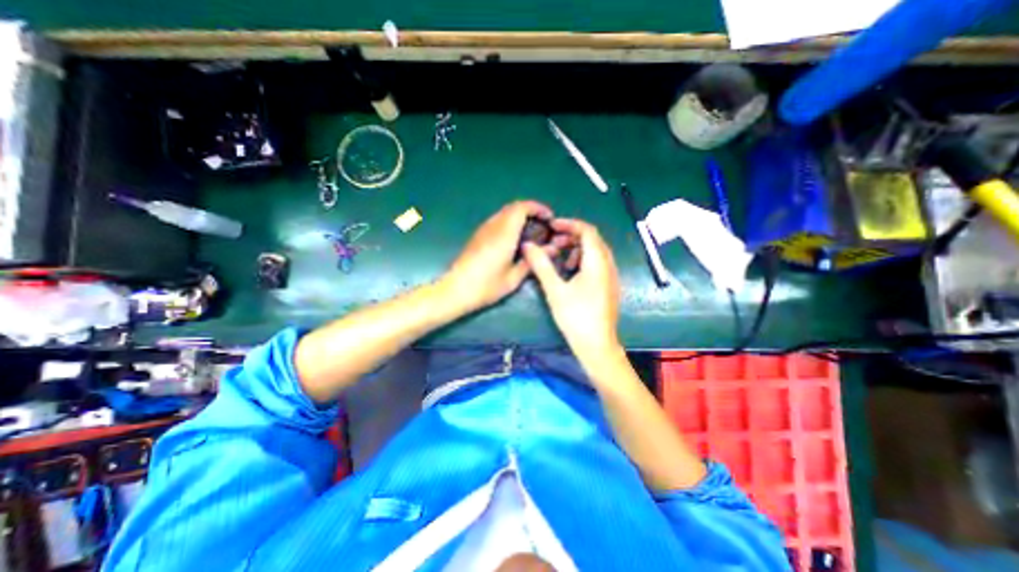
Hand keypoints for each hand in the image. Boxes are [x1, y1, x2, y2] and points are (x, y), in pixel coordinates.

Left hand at [441, 201, 554, 314]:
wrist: (455, 290)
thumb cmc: (486, 286)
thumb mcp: (513, 278)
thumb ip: (532, 261)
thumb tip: (552, 249)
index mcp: (504, 234)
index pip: (521, 208)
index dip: (538, 208)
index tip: (549, 218)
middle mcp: (493, 226)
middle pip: (513, 207)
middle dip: (531, 211)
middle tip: (543, 225)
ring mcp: (483, 230)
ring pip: (504, 213)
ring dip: (520, 216)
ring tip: (532, 232)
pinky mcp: (477, 236)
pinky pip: (497, 221)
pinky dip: (510, 222)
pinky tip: (514, 239)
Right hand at [526, 217, 621, 357]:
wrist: (596, 345)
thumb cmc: (576, 317)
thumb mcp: (555, 290)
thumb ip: (541, 265)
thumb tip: (528, 245)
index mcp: (597, 262)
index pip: (587, 231)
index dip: (569, 224)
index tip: (552, 226)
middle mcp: (608, 265)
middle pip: (593, 239)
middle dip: (572, 236)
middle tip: (553, 242)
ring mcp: (611, 276)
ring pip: (596, 252)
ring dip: (578, 249)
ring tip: (561, 258)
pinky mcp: (609, 286)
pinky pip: (598, 263)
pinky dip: (584, 260)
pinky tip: (571, 273)